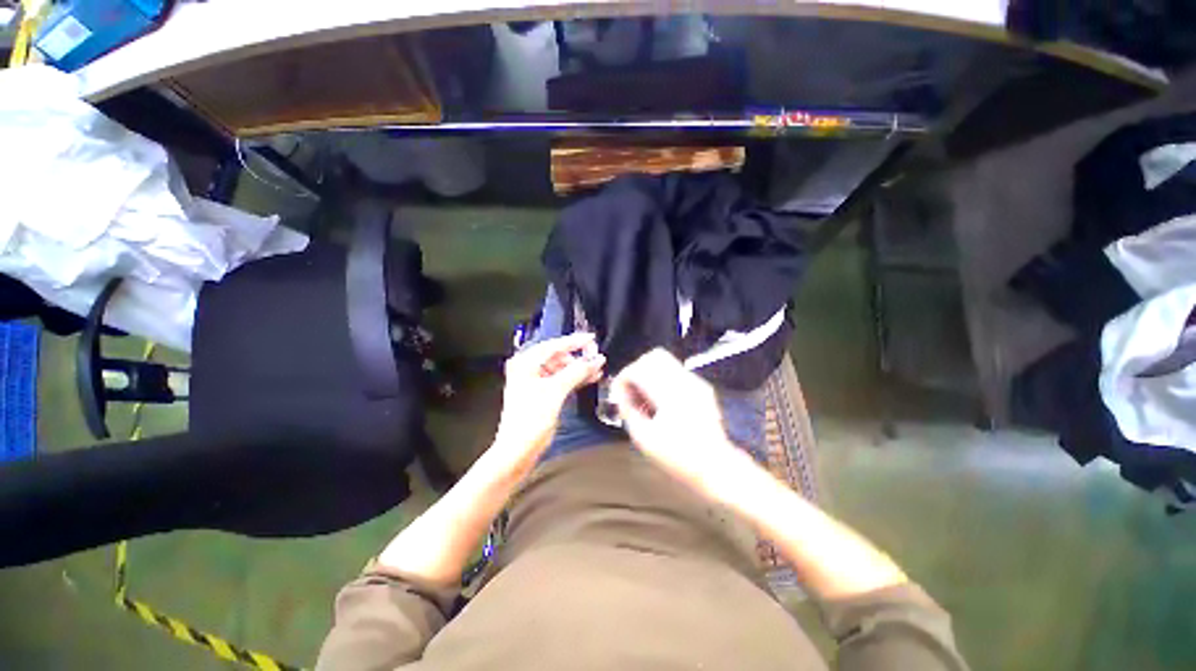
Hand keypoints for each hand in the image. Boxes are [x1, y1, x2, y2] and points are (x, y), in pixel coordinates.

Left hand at [494, 333, 605, 462]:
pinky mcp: (539, 393)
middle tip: (595, 357)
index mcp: (525, 363)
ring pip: (560, 368)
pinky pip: (559, 379)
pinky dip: (573, 378)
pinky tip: (588, 378)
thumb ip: (577, 372)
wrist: (517, 451)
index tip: (592, 338)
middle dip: (577, 357)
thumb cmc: (531, 419)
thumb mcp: (556, 391)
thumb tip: (597, 359)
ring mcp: (533, 381)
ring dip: (577, 369)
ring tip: (596, 370)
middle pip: (557, 356)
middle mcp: (527, 368)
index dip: (575, 341)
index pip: (553, 346)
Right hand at [611, 348, 743, 492]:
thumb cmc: (678, 457)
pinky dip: (662, 379)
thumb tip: (621, 395)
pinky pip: (676, 371)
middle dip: (636, 369)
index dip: (623, 378)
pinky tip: (660, 401)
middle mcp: (684, 381)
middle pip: (653, 356)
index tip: (618, 394)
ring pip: (666, 360)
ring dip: (649, 373)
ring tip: (645, 395)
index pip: (639, 369)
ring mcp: (695, 382)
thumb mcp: (644, 439)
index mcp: (669, 394)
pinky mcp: (701, 387)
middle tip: (631, 390)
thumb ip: (628, 411)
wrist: (716, 466)